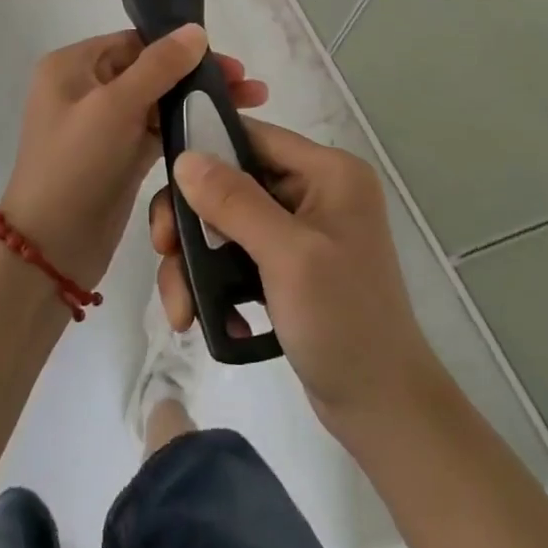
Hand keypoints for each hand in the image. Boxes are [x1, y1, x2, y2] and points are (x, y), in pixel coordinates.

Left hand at [0, 27, 266, 290]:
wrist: (49, 252)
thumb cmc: (75, 166)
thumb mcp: (115, 107)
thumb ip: (159, 66)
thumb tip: (196, 30)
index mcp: (73, 66)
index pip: (135, 42)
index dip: (182, 48)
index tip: (231, 64)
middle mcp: (85, 88)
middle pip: (151, 70)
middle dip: (197, 76)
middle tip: (250, 88)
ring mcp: (102, 125)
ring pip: (158, 102)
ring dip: (197, 102)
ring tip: (249, 107)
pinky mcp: (119, 156)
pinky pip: (157, 131)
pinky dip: (185, 129)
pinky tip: (220, 130)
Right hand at [149, 119, 441, 430]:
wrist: (383, 410)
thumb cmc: (344, 322)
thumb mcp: (288, 256)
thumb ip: (235, 201)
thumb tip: (185, 158)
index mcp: (328, 172)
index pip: (253, 137)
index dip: (206, 152)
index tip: (168, 189)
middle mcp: (315, 191)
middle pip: (232, 182)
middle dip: (192, 223)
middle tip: (165, 254)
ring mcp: (301, 231)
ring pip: (227, 223)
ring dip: (196, 263)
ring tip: (181, 310)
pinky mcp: (288, 267)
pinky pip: (237, 256)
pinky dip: (216, 284)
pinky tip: (210, 320)